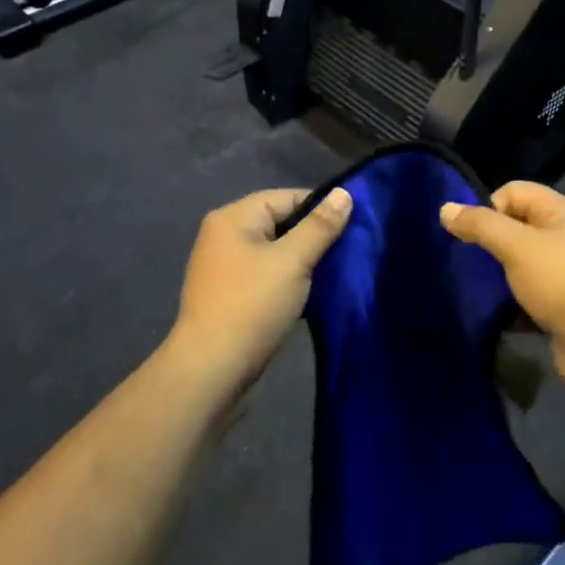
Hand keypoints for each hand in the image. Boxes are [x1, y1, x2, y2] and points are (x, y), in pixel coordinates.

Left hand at [169, 188, 353, 395]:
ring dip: (302, 262)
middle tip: (347, 253)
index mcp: (234, 218)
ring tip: (334, 274)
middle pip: (280, 223)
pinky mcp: (230, 296)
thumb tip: (344, 193)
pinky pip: (267, 276)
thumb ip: (320, 226)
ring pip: (275, 252)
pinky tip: (311, 296)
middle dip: (313, 237)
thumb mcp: (293, 261)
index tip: (352, 227)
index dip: (320, 209)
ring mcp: (225, 268)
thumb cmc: (252, 306)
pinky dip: (288, 282)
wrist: (211, 371)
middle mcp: (224, 236)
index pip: (286, 197)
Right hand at [441, 183, 564, 403]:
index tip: (471, 237)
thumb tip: (445, 208)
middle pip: (516, 227)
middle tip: (467, 265)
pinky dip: (512, 305)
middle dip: (489, 244)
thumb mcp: (517, 247)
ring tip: (475, 292)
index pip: (513, 191)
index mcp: (561, 211)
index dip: (488, 208)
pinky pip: (530, 296)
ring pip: (521, 264)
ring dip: (499, 277)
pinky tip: (496, 318)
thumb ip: (480, 225)